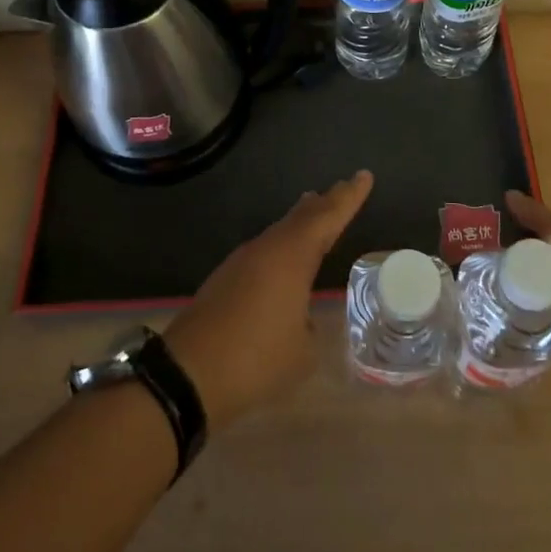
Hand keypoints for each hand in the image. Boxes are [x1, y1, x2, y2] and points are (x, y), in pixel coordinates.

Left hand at [164, 171, 372, 426]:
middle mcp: (266, 249)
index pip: (328, 217)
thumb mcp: (302, 352)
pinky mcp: (225, 280)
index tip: (364, 176)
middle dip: (325, 202)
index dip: (349, 197)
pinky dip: (282, 244)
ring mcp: (241, 262)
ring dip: (300, 221)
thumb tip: (301, 320)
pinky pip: (264, 250)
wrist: (187, 375)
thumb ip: (309, 327)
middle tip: (342, 188)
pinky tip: (284, 257)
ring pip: (279, 232)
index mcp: (291, 256)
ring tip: (315, 210)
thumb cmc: (256, 359)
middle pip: (301, 217)